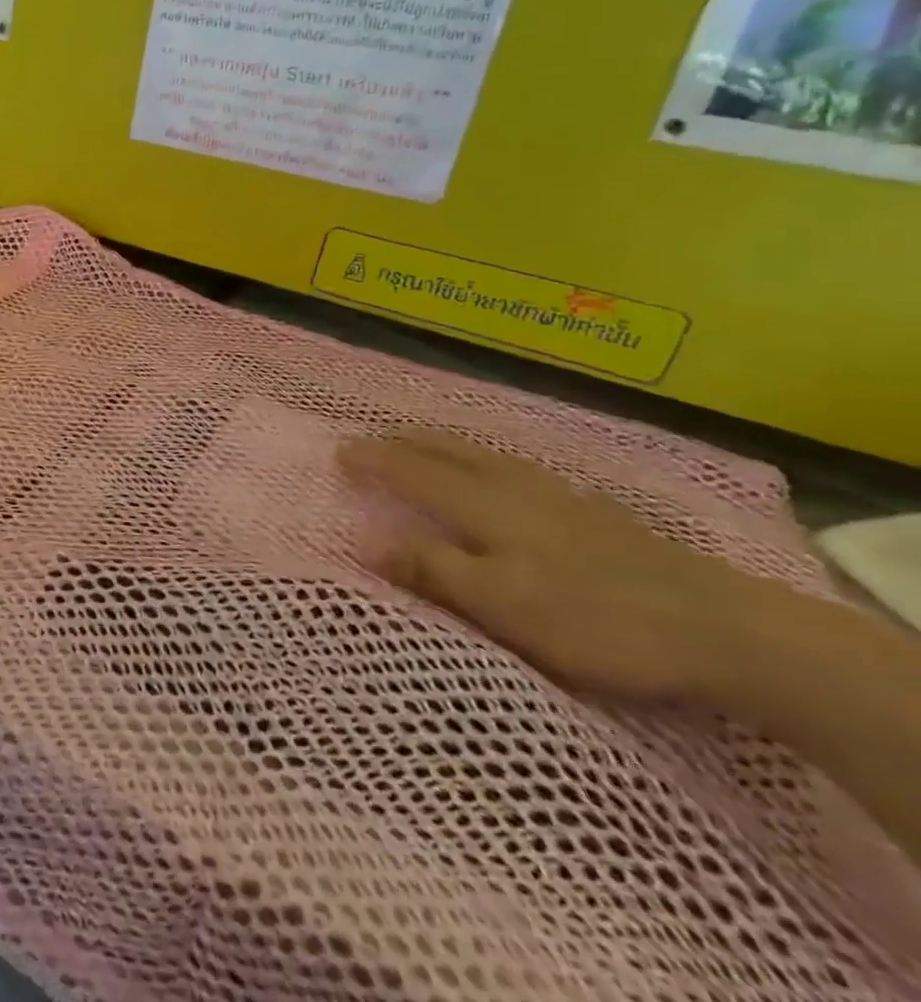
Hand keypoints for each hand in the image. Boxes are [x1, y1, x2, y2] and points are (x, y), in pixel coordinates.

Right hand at [339, 430, 776, 705]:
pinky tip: (510, 473)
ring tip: (428, 442)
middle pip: (451, 454)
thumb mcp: (500, 605)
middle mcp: (515, 489)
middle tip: (375, 435)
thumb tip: (364, 539)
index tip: (339, 449)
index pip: (415, 474)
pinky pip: (522, 470)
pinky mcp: (598, 516)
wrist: (725, 630)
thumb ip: (432, 570)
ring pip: (488, 457)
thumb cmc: (595, 619)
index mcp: (485, 507)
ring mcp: (561, 498)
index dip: (376, 461)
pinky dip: (492, 461)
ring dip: (447, 446)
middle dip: (408, 442)